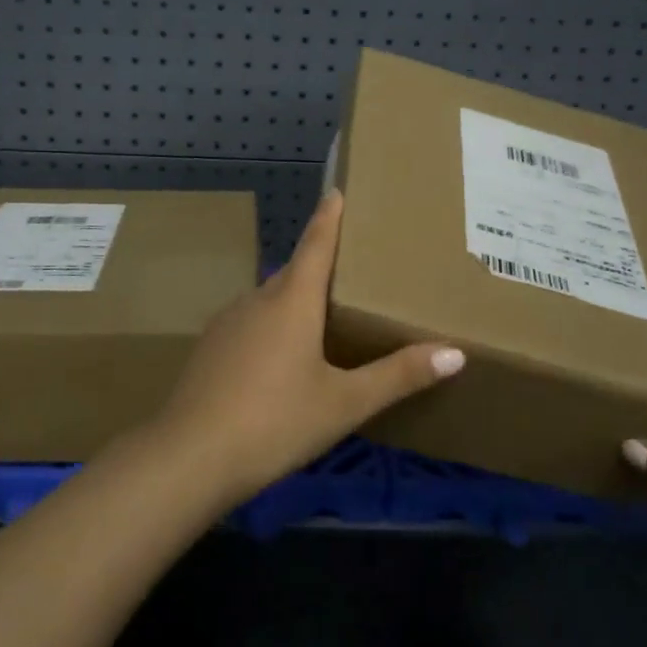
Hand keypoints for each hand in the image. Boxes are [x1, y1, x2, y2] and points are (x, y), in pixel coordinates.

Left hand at [150, 190, 464, 503]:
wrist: (190, 456)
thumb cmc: (276, 421)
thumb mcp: (345, 403)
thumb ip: (398, 375)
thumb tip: (456, 352)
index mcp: (292, 301)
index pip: (316, 244)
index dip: (329, 217)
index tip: (336, 191)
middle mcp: (257, 300)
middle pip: (294, 272)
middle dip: (318, 265)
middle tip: (349, 267)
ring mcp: (227, 323)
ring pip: (270, 300)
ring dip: (294, 300)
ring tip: (320, 316)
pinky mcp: (210, 348)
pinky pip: (250, 323)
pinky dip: (271, 326)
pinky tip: (279, 359)